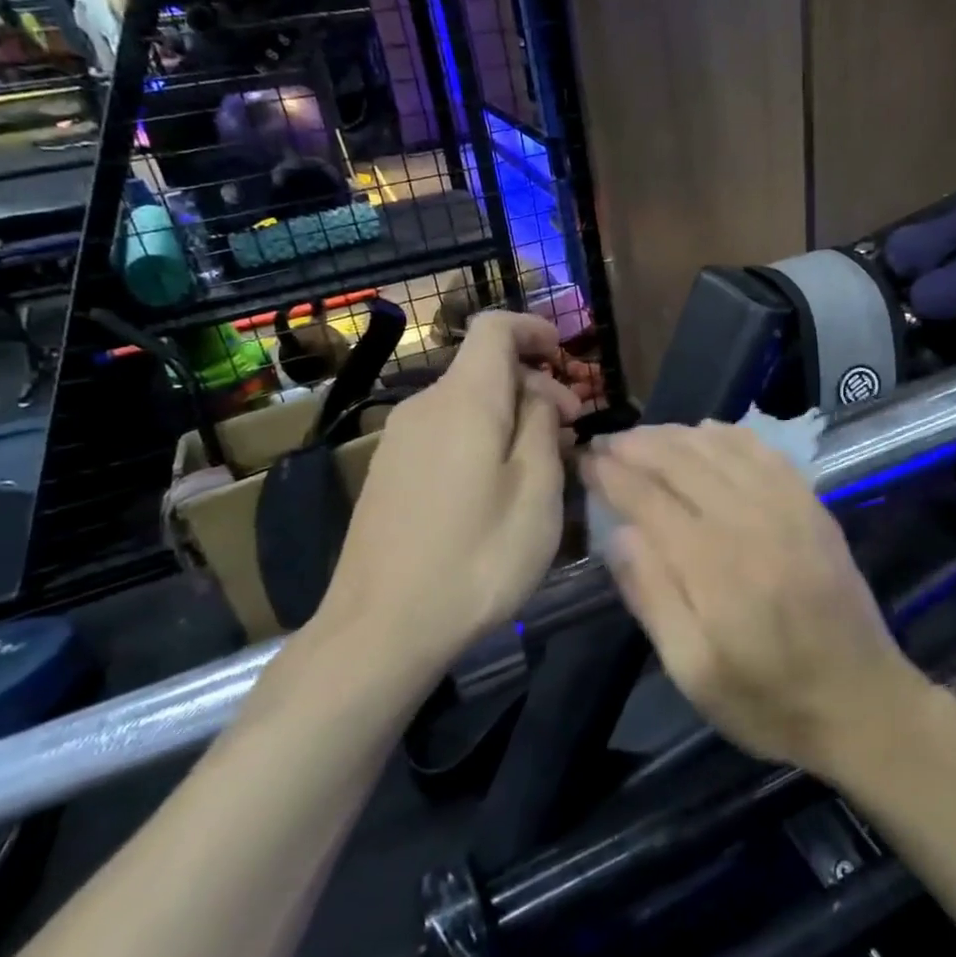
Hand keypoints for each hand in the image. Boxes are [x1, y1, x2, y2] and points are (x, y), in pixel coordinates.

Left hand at [319, 312, 581, 672]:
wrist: (381, 627)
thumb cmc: (476, 557)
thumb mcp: (536, 492)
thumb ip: (543, 428)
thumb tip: (539, 396)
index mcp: (464, 400)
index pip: (494, 329)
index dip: (533, 329)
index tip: (566, 354)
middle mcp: (425, 406)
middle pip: (484, 368)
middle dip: (536, 384)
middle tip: (574, 429)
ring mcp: (399, 440)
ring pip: (467, 402)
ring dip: (511, 415)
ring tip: (544, 462)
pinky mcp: (389, 472)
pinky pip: (445, 431)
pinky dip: (481, 436)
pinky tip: (499, 484)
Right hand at [584, 422, 927, 778]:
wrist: (863, 703)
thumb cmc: (768, 700)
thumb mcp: (694, 672)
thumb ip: (653, 597)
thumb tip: (618, 534)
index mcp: (714, 566)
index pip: (649, 499)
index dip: (611, 474)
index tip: (584, 460)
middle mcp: (751, 521)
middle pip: (683, 461)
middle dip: (637, 445)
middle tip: (605, 441)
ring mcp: (789, 507)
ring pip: (721, 447)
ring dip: (676, 434)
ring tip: (643, 436)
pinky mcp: (813, 506)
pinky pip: (765, 452)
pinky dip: (729, 434)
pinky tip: (707, 432)